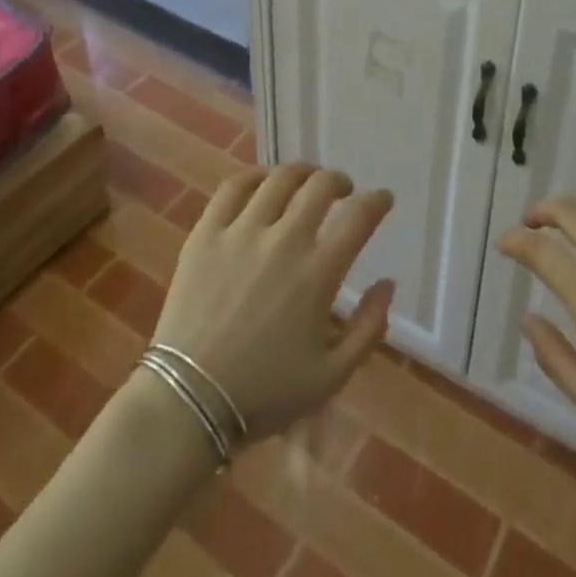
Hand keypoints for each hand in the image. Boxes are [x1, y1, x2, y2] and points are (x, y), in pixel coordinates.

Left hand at [153, 163, 394, 440]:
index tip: (383, 198)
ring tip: (305, 181)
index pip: (359, 217)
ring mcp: (241, 232)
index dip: (377, 201)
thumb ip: (368, 329)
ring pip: (279, 179)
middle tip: (342, 190)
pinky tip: (261, 182)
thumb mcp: (331, 377)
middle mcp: (284, 240)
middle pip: (320, 186)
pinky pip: (232, 187)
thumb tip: (387, 284)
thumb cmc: (264, 395)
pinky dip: (253, 176)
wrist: (187, 402)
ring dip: (301, 174)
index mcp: (318, 273)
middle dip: (339, 181)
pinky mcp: (206, 233)